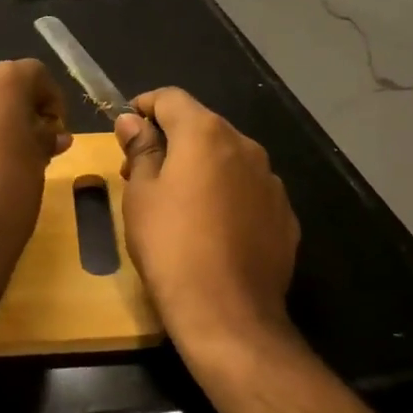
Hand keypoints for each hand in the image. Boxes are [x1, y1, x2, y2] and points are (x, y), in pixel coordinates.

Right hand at [116, 88, 298, 361]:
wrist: (229, 314)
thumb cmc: (171, 245)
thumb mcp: (141, 194)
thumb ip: (140, 149)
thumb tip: (133, 121)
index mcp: (206, 133)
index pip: (171, 97)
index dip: (145, 107)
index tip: (127, 130)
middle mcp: (245, 146)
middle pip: (201, 126)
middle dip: (171, 140)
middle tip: (141, 172)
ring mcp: (270, 181)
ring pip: (227, 158)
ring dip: (200, 167)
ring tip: (176, 203)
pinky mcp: (285, 215)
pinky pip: (247, 189)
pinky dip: (226, 194)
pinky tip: (211, 227)